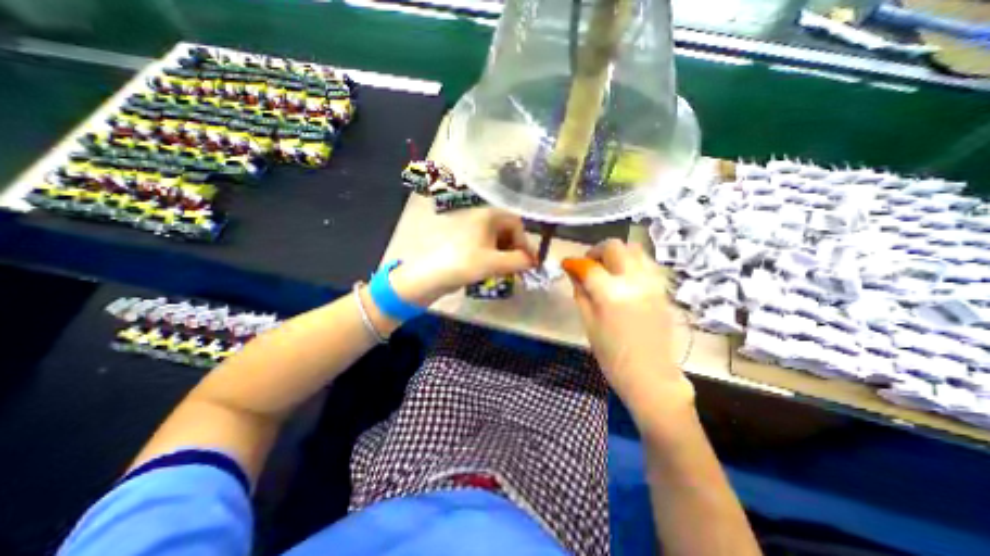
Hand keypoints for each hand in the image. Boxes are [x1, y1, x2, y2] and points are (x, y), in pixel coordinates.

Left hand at [390, 209, 537, 306]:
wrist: (432, 276)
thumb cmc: (465, 263)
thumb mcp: (496, 263)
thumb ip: (520, 261)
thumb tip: (533, 262)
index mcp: (488, 216)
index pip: (517, 223)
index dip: (525, 242)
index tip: (528, 261)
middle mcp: (481, 218)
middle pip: (508, 231)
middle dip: (516, 249)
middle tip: (519, 267)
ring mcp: (472, 230)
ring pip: (498, 240)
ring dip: (506, 254)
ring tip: (507, 271)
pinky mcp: (466, 242)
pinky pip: (487, 246)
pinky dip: (495, 257)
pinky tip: (494, 270)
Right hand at [565, 238, 695, 421]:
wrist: (650, 375)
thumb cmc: (612, 355)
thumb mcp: (588, 323)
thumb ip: (580, 292)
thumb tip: (573, 272)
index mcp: (611, 294)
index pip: (589, 266)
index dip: (574, 262)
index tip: (567, 264)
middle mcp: (635, 281)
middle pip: (615, 247)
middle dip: (597, 251)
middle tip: (588, 264)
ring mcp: (653, 283)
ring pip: (635, 249)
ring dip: (616, 253)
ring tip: (607, 268)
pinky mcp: (662, 289)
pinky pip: (646, 263)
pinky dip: (631, 262)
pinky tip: (623, 277)